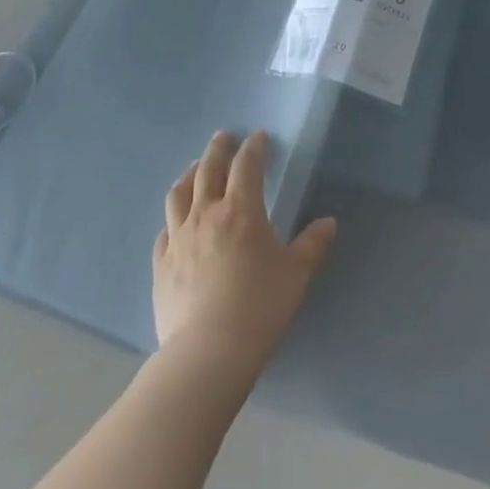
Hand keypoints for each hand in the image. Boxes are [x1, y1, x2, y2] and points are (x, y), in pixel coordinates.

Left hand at [153, 131, 336, 380]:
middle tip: (224, 137)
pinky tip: (176, 223)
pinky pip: (164, 231)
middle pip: (208, 170)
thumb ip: (312, 245)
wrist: (208, 351)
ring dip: (189, 175)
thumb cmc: (260, 307)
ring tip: (195, 168)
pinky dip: (173, 219)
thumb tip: (328, 223)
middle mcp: (205, 215)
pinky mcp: (161, 264)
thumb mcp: (296, 275)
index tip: (259, 137)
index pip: (246, 166)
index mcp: (241, 211)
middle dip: (218, 150)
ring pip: (179, 194)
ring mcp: (178, 239)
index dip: (254, 148)